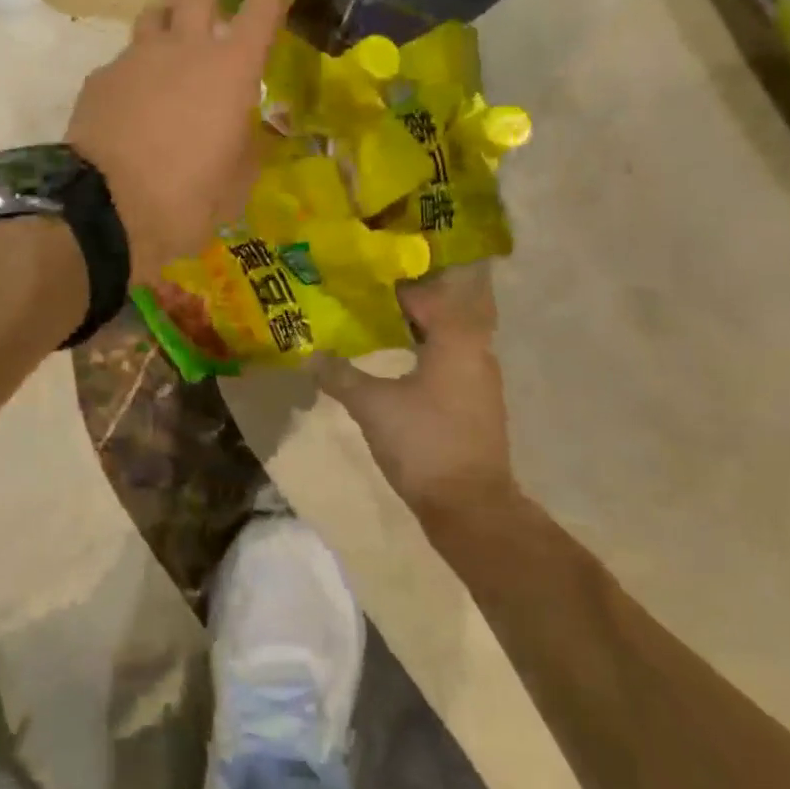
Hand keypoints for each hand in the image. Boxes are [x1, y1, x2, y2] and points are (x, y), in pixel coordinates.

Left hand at [68, 0, 315, 283]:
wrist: (102, 212)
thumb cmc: (186, 200)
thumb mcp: (236, 185)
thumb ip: (249, 150)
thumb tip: (252, 135)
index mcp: (230, 68)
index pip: (266, 1)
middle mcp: (183, 47)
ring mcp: (135, 58)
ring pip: (155, 12)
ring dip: (173, 11)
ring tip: (179, 27)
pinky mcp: (100, 78)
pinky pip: (126, 58)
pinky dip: (140, 65)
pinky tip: (138, 94)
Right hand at [315, 266, 515, 523]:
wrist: (470, 507)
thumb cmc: (423, 442)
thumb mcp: (372, 405)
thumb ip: (340, 375)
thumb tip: (309, 356)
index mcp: (456, 340)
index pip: (426, 296)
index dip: (396, 287)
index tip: (364, 281)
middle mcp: (476, 353)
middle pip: (440, 316)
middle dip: (405, 308)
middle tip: (366, 302)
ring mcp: (481, 382)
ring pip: (447, 343)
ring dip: (416, 334)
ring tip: (377, 330)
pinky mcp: (477, 408)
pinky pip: (450, 366)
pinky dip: (425, 358)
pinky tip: (398, 369)